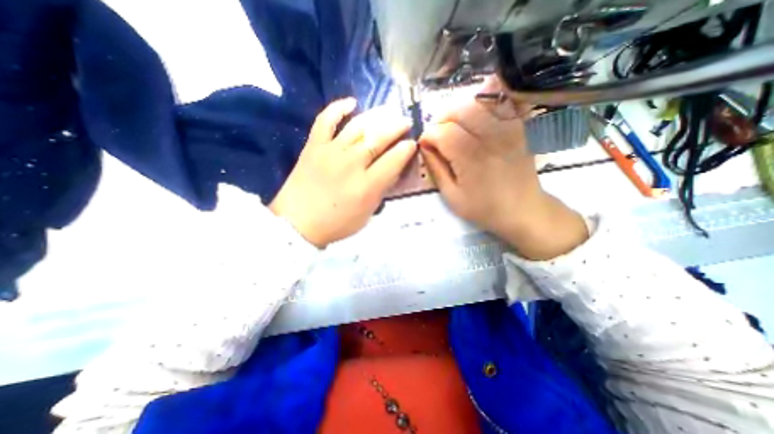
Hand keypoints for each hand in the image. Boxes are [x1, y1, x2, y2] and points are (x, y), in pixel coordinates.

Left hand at [270, 98, 417, 246]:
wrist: (298, 223)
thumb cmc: (336, 223)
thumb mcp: (366, 214)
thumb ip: (380, 191)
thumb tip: (390, 171)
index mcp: (367, 185)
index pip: (393, 160)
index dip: (406, 149)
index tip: (411, 144)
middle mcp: (352, 164)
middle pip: (379, 138)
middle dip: (396, 127)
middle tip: (405, 122)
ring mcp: (331, 151)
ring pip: (358, 126)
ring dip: (376, 116)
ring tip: (387, 111)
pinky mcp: (314, 146)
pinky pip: (326, 120)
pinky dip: (338, 108)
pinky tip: (351, 102)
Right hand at [422, 79, 590, 258]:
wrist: (522, 209)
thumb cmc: (484, 208)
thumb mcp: (452, 196)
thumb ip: (436, 169)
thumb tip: (424, 147)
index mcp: (470, 157)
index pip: (441, 131)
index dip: (428, 135)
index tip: (425, 146)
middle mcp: (489, 137)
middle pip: (458, 110)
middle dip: (441, 120)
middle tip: (437, 136)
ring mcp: (507, 128)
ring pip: (477, 103)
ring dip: (459, 112)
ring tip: (453, 128)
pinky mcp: (517, 127)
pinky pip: (500, 104)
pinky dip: (484, 105)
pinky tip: (476, 119)